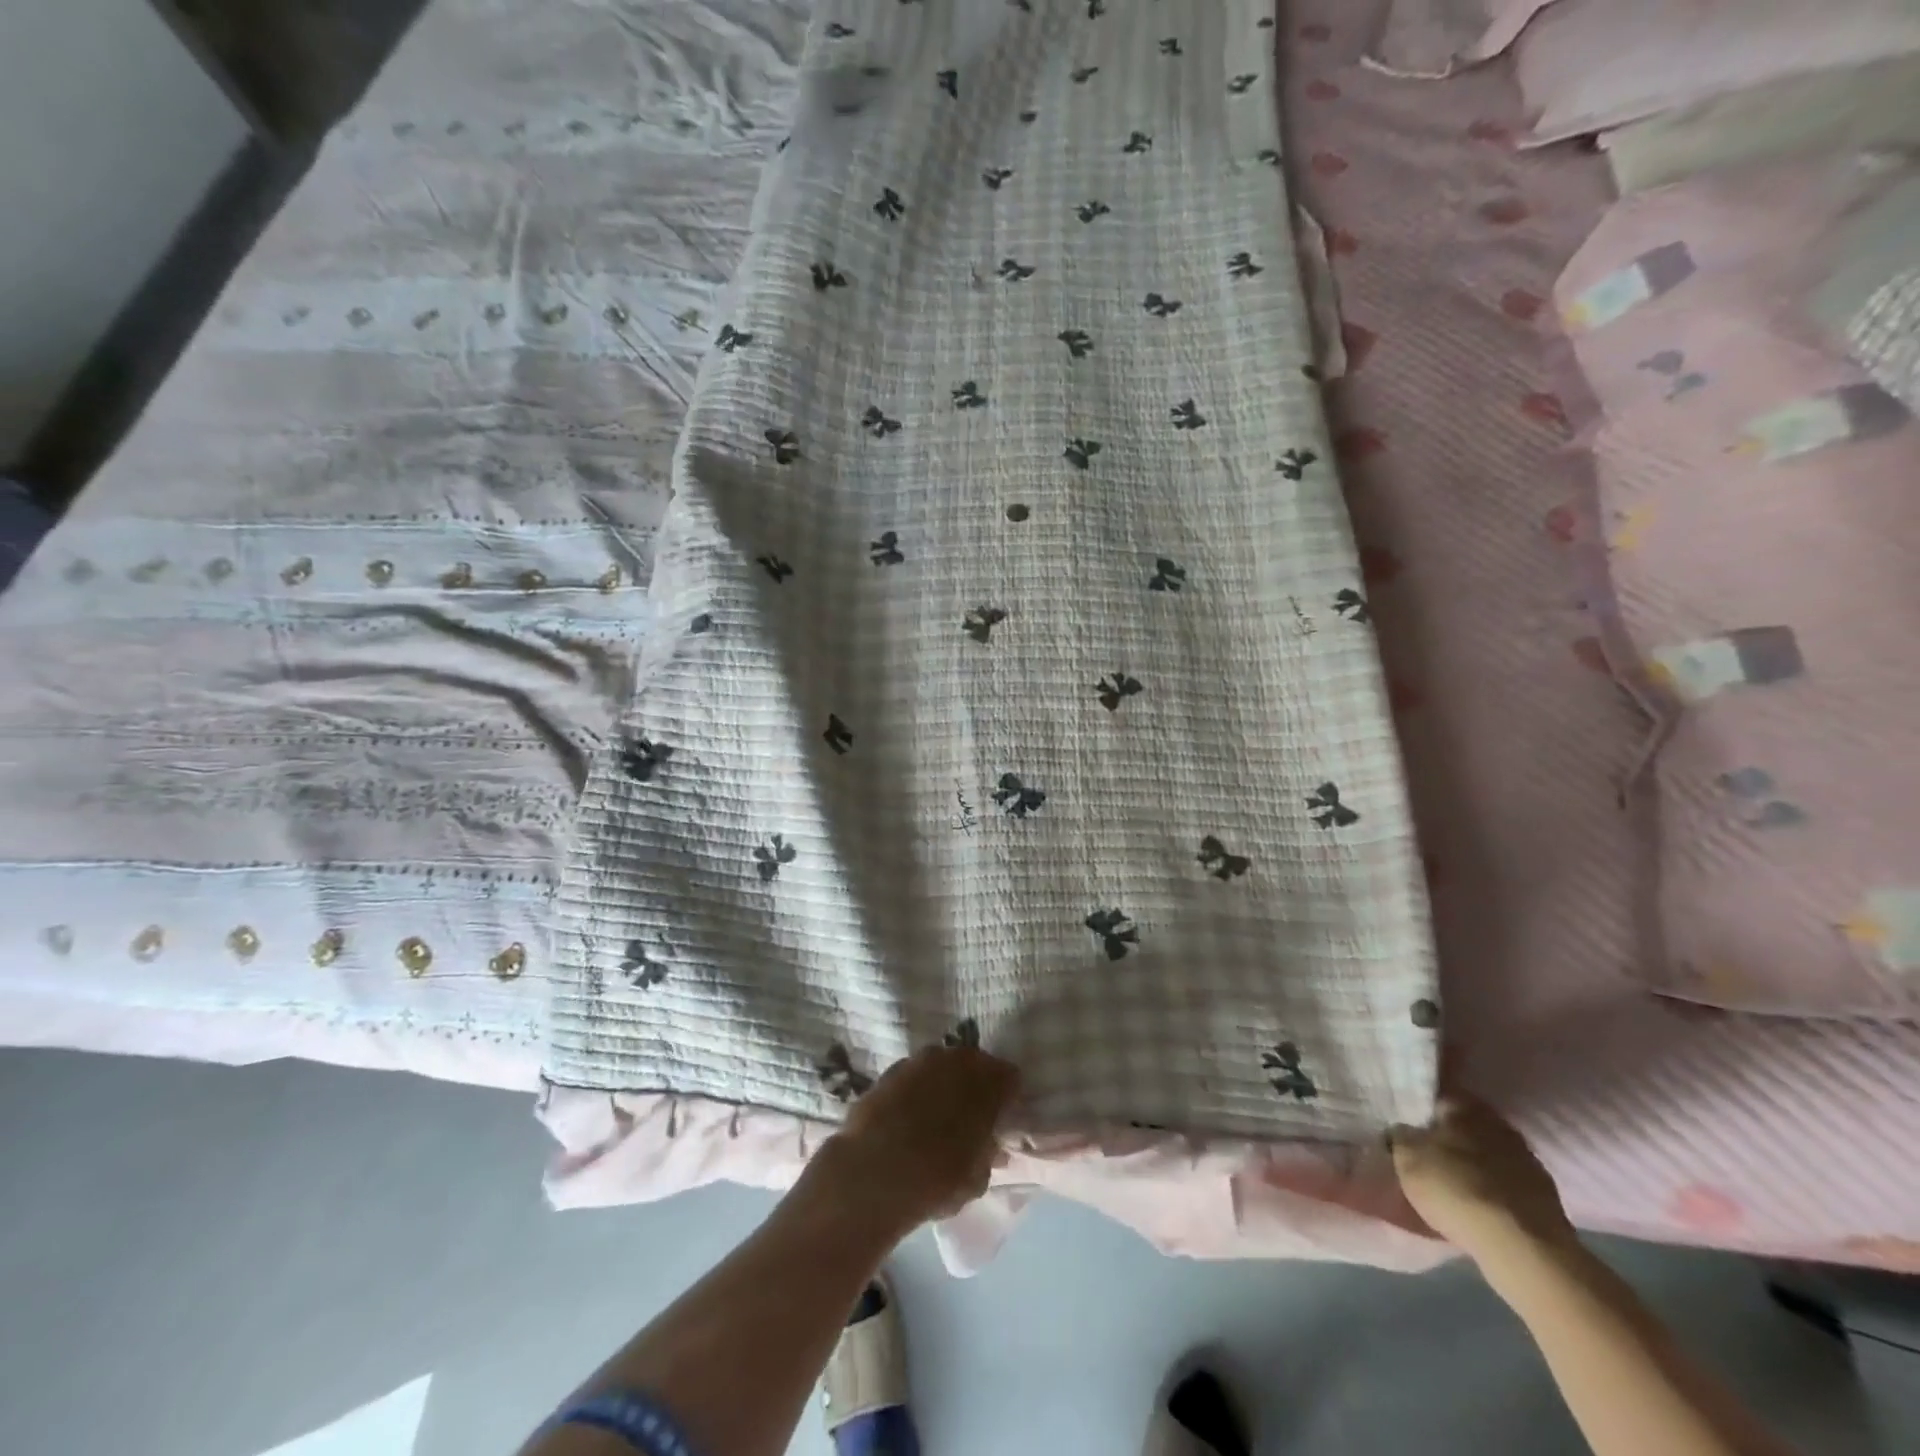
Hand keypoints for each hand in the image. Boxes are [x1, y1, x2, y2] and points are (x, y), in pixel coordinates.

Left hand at [822, 1043, 1021, 1231]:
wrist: (874, 1171)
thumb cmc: (937, 1178)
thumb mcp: (975, 1179)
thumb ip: (987, 1156)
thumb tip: (989, 1147)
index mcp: (988, 1082)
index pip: (1009, 1077)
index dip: (1007, 1095)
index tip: (1002, 1114)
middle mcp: (957, 1060)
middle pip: (974, 1063)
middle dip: (976, 1083)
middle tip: (971, 1111)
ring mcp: (921, 1060)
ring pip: (942, 1064)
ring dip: (944, 1081)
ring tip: (938, 1111)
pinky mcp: (891, 1069)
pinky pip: (914, 1074)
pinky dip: (917, 1088)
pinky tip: (909, 1112)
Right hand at [1391, 1093, 1574, 1265]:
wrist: (1522, 1248)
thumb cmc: (1454, 1188)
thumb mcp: (1406, 1157)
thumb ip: (1401, 1136)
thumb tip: (1403, 1130)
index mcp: (1465, 1106)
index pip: (1437, 1098)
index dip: (1420, 1112)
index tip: (1408, 1126)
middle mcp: (1499, 1125)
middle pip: (1466, 1127)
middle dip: (1449, 1138)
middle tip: (1427, 1155)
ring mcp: (1528, 1162)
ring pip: (1489, 1156)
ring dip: (1474, 1166)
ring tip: (1453, 1185)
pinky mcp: (1546, 1199)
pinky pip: (1508, 1185)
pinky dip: (1494, 1192)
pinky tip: (1480, 1207)